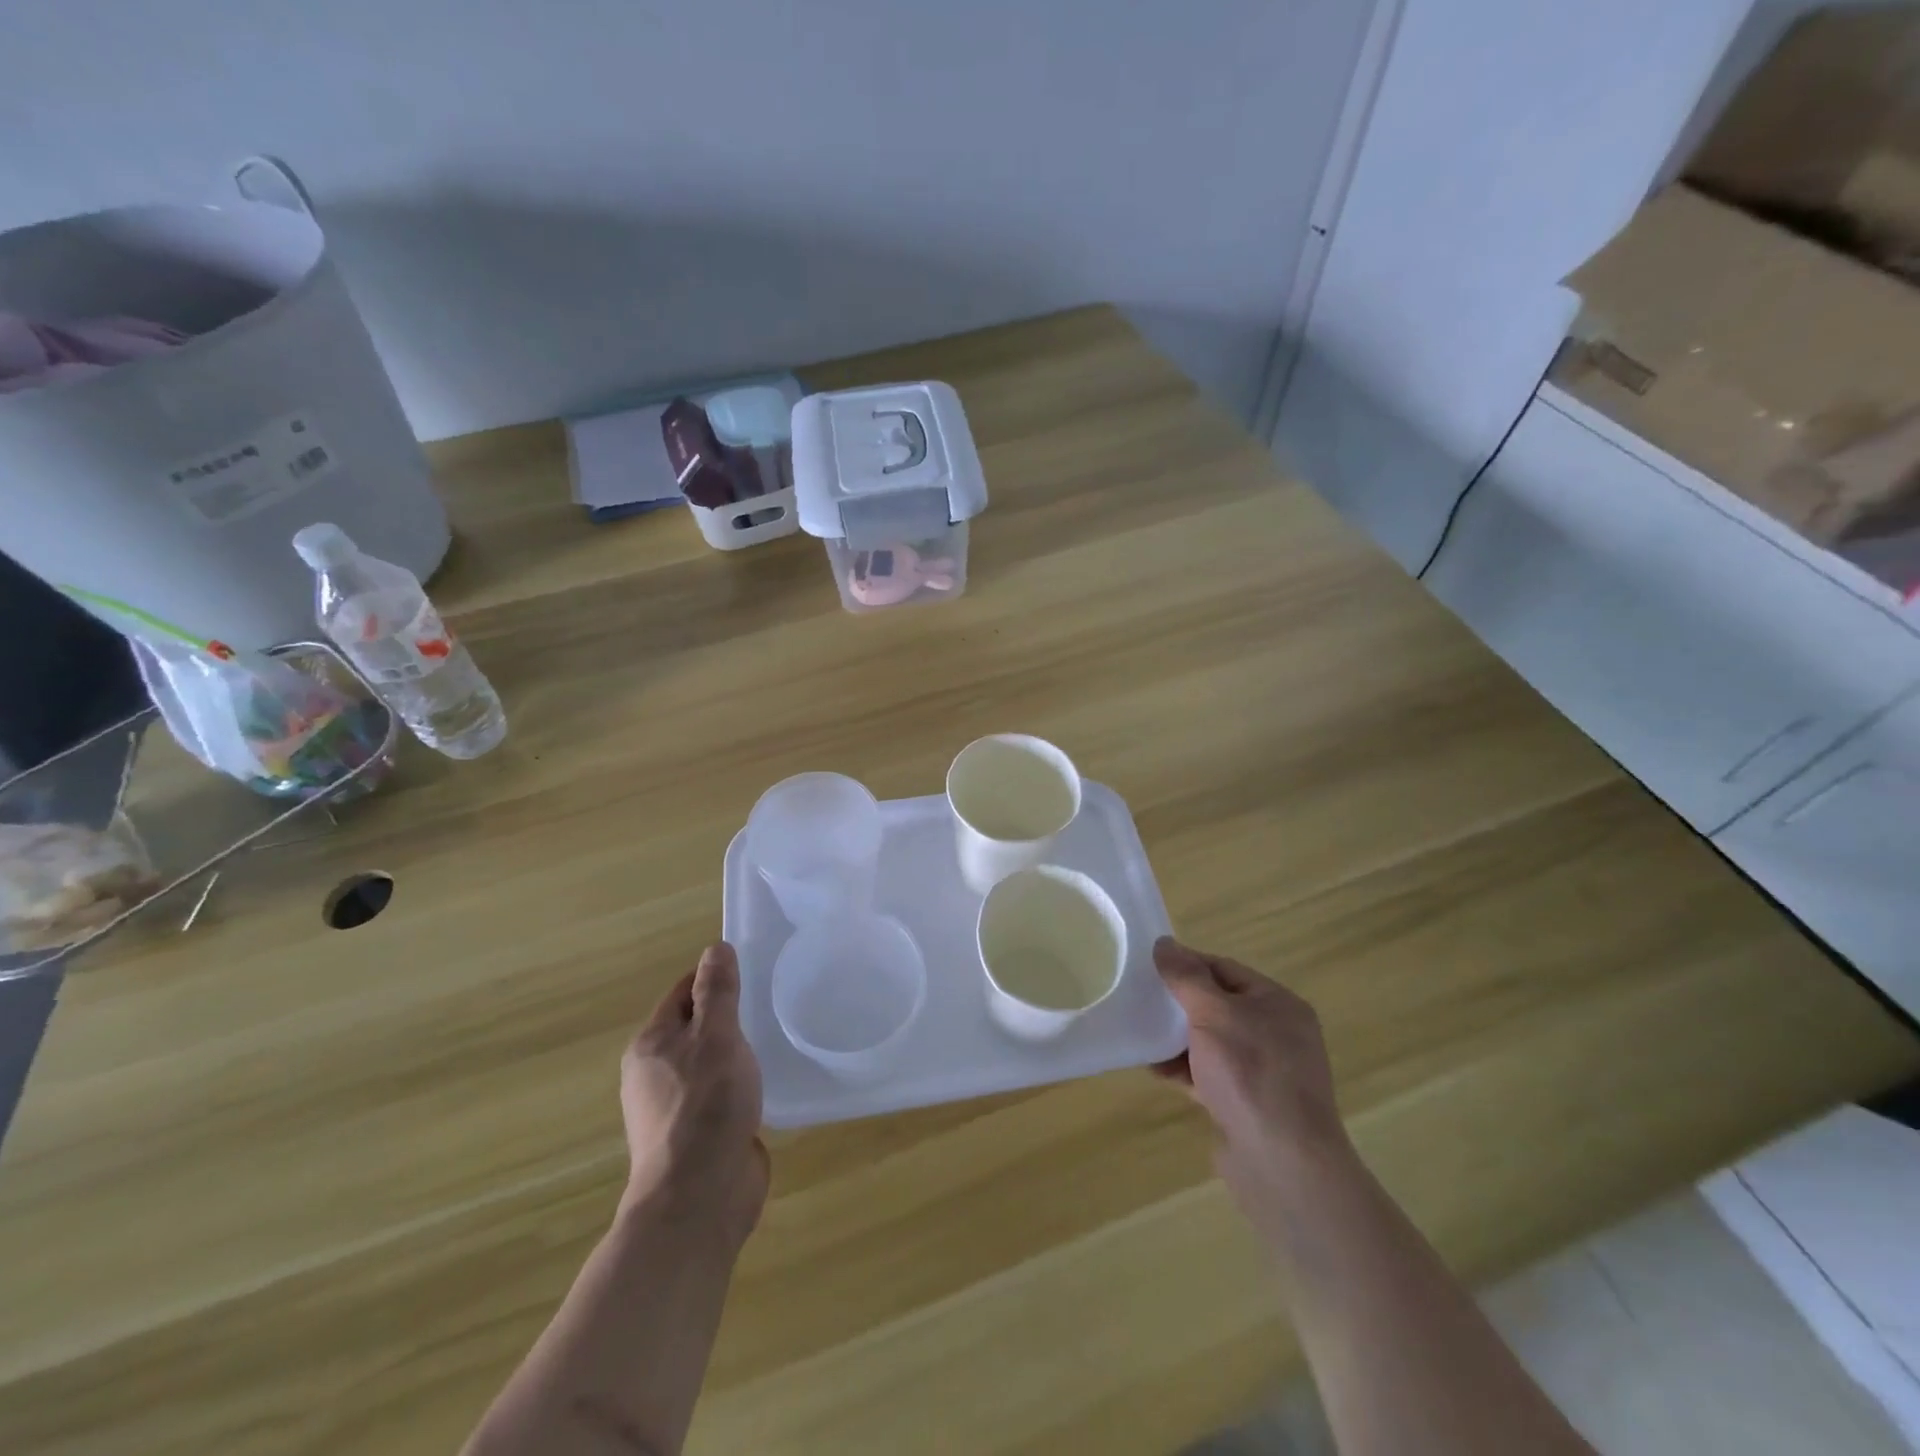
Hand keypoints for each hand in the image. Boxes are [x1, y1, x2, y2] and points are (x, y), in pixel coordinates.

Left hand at [621, 942, 768, 1246]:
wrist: (699, 1199)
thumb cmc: (705, 1106)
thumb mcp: (716, 1037)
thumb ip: (717, 992)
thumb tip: (715, 949)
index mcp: (651, 1045)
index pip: (683, 993)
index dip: (714, 978)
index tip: (753, 971)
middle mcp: (655, 1074)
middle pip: (695, 1027)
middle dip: (730, 1015)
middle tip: (771, 1003)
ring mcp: (675, 1108)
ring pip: (710, 1063)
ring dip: (738, 1052)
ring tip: (775, 1039)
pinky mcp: (698, 1136)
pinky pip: (721, 1095)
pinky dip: (742, 1084)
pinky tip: (769, 1084)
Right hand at [1153, 937, 1349, 1227]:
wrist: (1283, 1165)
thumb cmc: (1251, 1074)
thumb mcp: (1214, 1014)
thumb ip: (1187, 977)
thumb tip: (1164, 943)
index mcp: (1278, 1004)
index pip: (1224, 969)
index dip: (1186, 964)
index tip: (1148, 966)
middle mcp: (1276, 1033)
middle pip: (1217, 1004)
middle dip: (1178, 1003)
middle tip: (1139, 999)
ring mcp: (1264, 1072)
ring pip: (1211, 1042)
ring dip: (1176, 1038)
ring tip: (1140, 1033)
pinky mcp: (1248, 1104)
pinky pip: (1209, 1074)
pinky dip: (1183, 1069)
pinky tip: (1154, 1069)